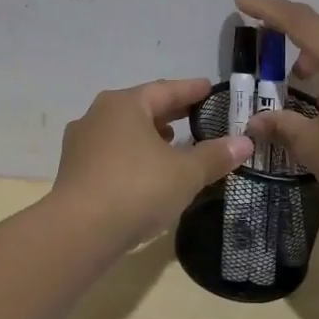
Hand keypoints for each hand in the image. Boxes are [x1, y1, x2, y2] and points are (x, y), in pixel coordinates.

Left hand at [51, 79, 252, 249]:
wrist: (80, 230)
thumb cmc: (137, 188)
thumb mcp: (185, 173)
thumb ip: (215, 156)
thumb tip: (244, 142)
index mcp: (124, 105)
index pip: (165, 89)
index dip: (191, 90)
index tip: (209, 88)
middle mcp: (97, 116)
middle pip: (141, 108)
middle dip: (168, 112)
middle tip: (194, 115)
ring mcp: (81, 144)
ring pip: (122, 131)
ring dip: (148, 135)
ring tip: (171, 143)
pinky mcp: (74, 172)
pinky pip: (110, 154)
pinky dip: (132, 156)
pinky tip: (145, 172)